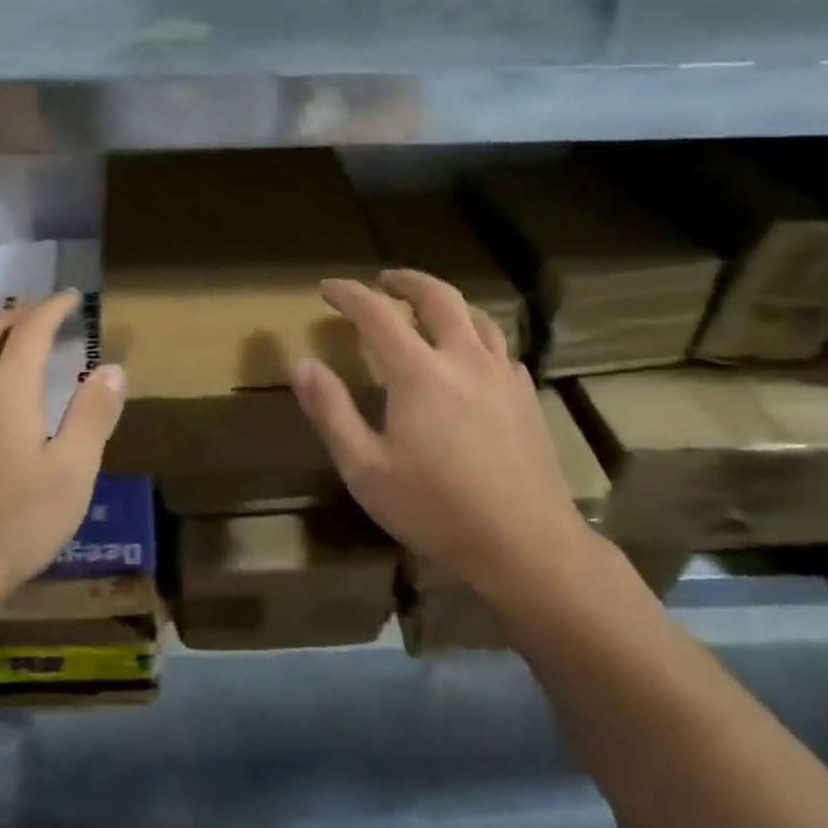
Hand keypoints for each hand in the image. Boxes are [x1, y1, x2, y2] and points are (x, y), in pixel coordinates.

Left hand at [0, 292, 126, 613]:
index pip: (31, 332)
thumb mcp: (72, 471)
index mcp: (6, 391)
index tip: (72, 298)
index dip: (52, 310)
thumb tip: (113, 369)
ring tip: (12, 339)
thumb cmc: (15, 521)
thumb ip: (92, 416)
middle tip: (43, 313)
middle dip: (18, 316)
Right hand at [292, 269, 597, 594]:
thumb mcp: (365, 468)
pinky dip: (476, 336)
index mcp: (419, 373)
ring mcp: (502, 376)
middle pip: (438, 297)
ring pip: (477, 317)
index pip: (377, 314)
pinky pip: (500, 348)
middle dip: (407, 281)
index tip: (328, 287)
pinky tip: (471, 356)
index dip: (349, 295)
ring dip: (446, 301)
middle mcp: (464, 360)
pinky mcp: (527, 398)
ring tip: (427, 307)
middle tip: (384, 281)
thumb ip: (331, 411)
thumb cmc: (436, 509)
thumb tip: (300, 363)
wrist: (526, 547)